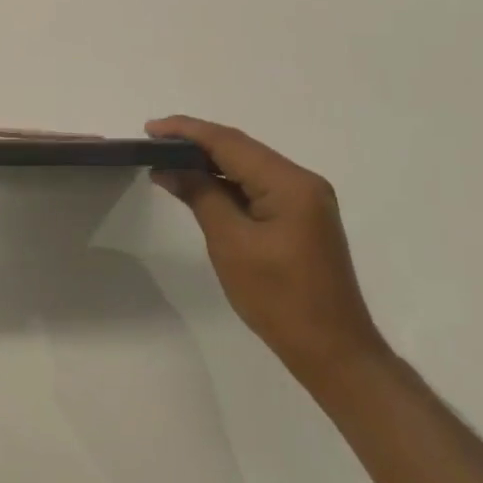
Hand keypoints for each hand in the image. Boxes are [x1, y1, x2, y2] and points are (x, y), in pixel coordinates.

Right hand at [147, 116, 386, 391]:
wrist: (333, 353)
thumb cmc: (279, 298)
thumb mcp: (230, 244)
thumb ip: (200, 196)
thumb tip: (169, 167)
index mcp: (290, 183)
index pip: (229, 143)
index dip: (187, 131)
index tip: (150, 129)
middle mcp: (302, 181)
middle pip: (240, 149)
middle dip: (196, 142)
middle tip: (153, 143)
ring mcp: (305, 200)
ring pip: (248, 166)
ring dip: (209, 163)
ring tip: (167, 160)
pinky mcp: (301, 217)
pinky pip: (257, 186)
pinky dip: (226, 184)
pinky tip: (199, 186)